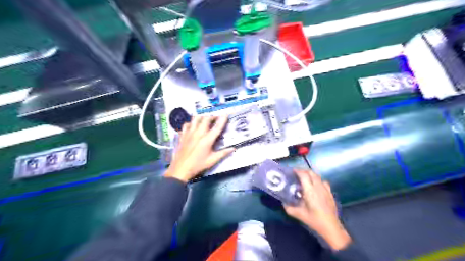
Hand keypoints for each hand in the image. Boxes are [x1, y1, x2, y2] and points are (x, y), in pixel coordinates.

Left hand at [164, 115, 236, 182]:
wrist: (180, 169)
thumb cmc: (198, 165)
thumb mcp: (212, 161)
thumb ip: (223, 153)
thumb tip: (233, 148)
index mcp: (207, 140)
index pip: (217, 127)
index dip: (222, 119)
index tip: (226, 114)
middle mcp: (198, 133)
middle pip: (206, 119)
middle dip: (212, 116)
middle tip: (216, 119)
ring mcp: (189, 133)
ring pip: (195, 119)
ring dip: (202, 117)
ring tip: (205, 120)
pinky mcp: (182, 135)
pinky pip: (186, 124)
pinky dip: (191, 123)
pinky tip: (193, 127)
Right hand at [284, 169, 352, 249]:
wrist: (331, 227)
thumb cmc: (314, 220)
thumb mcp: (298, 214)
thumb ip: (288, 207)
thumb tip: (283, 202)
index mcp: (310, 190)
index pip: (303, 175)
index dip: (297, 171)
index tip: (292, 171)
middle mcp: (318, 187)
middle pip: (311, 173)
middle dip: (303, 171)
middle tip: (296, 174)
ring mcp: (325, 189)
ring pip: (317, 176)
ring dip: (310, 174)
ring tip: (305, 178)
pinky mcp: (330, 192)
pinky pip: (323, 181)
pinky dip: (317, 180)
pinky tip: (315, 185)